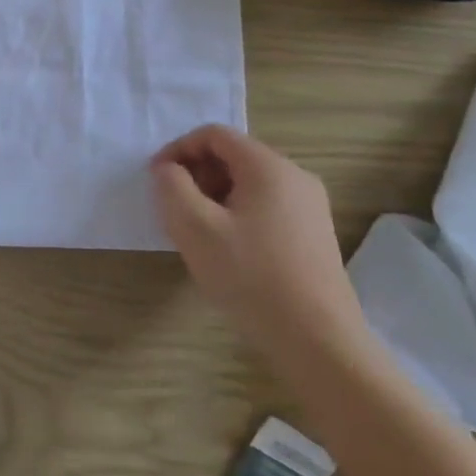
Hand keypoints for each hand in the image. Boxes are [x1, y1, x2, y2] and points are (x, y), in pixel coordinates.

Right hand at [150, 124, 369, 376]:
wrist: (318, 341)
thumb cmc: (250, 276)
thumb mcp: (193, 226)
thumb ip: (171, 186)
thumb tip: (168, 170)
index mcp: (269, 167)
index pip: (214, 135)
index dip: (178, 150)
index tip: (156, 180)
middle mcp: (295, 177)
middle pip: (233, 156)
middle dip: (196, 173)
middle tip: (174, 207)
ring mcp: (310, 206)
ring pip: (248, 182)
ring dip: (213, 195)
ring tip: (196, 230)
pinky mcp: (313, 233)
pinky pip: (265, 205)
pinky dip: (236, 212)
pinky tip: (226, 248)